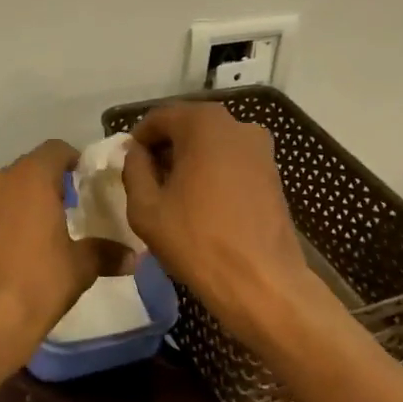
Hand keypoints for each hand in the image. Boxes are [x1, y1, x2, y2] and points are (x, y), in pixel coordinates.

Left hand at [0, 141, 124, 369]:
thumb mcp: (79, 269)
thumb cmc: (35, 286)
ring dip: (11, 207)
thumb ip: (104, 253)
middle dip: (40, 187)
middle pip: (23, 171)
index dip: (70, 161)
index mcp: (29, 178)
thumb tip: (132, 256)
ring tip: (26, 238)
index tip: (81, 180)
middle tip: (58, 213)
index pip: (54, 150)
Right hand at [121, 103, 313, 343]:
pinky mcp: (273, 172)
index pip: (159, 118)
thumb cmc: (197, 240)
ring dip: (190, 160)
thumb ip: (134, 170)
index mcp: (203, 123)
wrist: (263, 283)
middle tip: (148, 181)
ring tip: (175, 196)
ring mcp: (260, 148)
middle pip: (188, 126)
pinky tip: (204, 204)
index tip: (129, 166)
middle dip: (165, 149)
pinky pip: (232, 161)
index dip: (139, 140)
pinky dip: (214, 172)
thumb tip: (136, 153)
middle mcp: (236, 124)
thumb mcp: (146, 207)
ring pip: (212, 143)